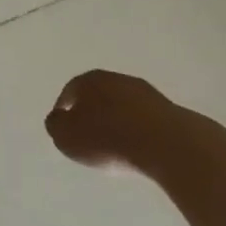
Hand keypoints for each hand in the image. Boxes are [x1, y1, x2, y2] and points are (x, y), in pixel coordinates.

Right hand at [45, 70, 171, 171]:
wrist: (167, 145)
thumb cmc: (108, 140)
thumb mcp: (67, 138)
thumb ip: (56, 126)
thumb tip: (57, 119)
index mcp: (88, 80)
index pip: (70, 91)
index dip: (65, 111)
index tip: (65, 129)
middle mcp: (115, 78)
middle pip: (98, 95)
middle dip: (92, 112)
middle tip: (90, 135)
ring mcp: (146, 92)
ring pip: (123, 105)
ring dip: (118, 120)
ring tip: (117, 145)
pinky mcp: (170, 110)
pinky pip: (145, 119)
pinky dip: (139, 130)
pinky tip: (140, 147)